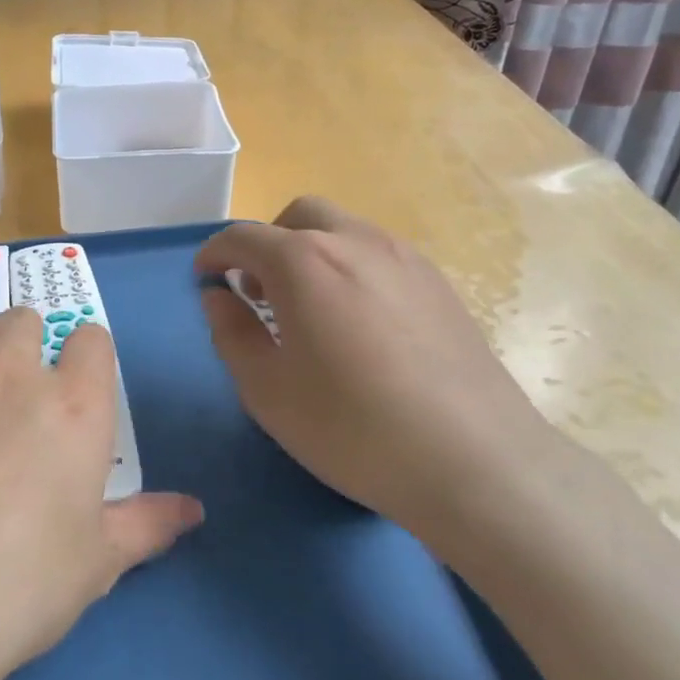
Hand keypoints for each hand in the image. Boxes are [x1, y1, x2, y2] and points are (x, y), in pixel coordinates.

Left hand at [0, 304, 203, 679]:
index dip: (87, 356)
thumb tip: (194, 510)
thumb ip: (146, 523)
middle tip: (19, 388)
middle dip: (29, 342)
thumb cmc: (23, 585)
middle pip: (26, 318)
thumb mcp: (98, 561)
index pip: (92, 339)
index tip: (78, 383)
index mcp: (75, 406)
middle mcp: (13, 374)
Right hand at [195, 197, 569, 550]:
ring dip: (310, 253)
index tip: (203, 278)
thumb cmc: (352, 428)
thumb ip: (231, 332)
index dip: (214, 254)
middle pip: (299, 216)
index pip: (243, 237)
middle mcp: (355, 242)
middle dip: (267, 243)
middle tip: (258, 291)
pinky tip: (358, 324)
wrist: (476, 462)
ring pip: (344, 231)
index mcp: (303, 262)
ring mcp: (405, 259)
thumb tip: (218, 296)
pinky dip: (350, 268)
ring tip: (308, 310)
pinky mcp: (440, 284)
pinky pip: (379, 255)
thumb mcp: (266, 390)